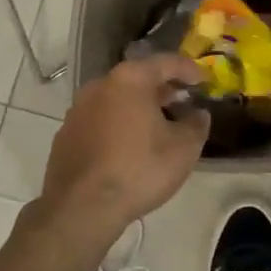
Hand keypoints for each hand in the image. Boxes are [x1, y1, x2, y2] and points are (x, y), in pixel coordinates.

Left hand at [37, 55, 208, 250]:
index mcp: (130, 79)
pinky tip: (129, 146)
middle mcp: (101, 84)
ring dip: (139, 107)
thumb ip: (197, 124)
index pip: (167, 62)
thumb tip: (198, 114)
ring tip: (158, 126)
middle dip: (163, 89)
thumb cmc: (139, 169)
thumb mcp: (184, 148)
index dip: (190, 70)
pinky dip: (118, 124)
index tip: (205, 81)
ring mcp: (78, 109)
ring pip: (117, 99)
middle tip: (182, 103)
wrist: (81, 208)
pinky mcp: (66, 134)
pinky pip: (100, 119)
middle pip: (139, 78)